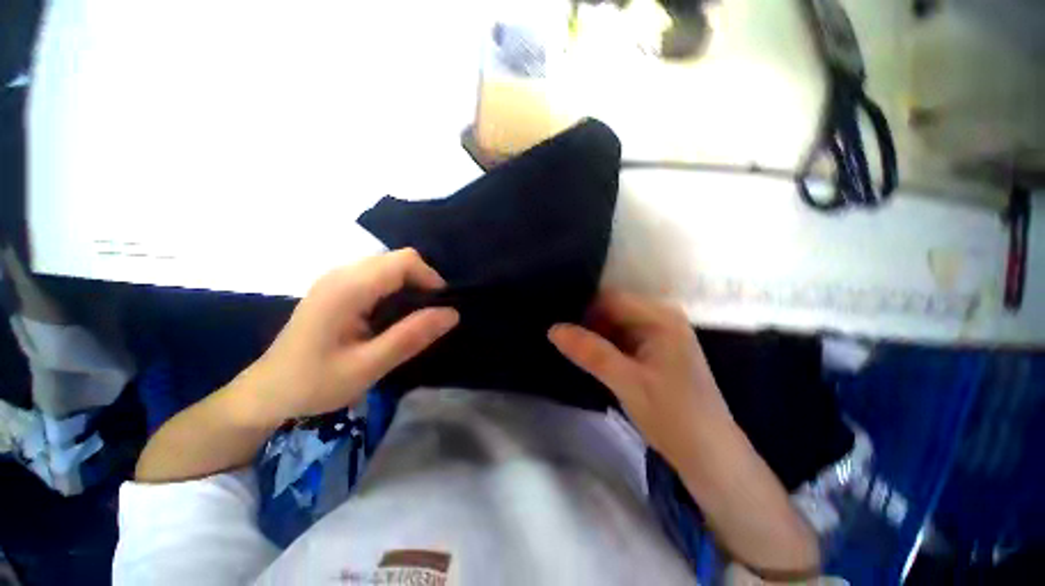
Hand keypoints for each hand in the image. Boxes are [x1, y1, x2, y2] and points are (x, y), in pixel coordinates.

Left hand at [235, 249, 458, 427]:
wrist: (267, 392)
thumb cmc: (314, 383)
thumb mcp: (368, 366)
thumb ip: (410, 336)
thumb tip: (452, 313)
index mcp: (348, 288)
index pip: (404, 261)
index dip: (430, 278)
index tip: (441, 307)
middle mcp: (342, 273)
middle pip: (398, 259)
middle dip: (423, 281)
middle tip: (430, 315)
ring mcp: (337, 278)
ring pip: (389, 266)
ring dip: (410, 285)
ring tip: (415, 317)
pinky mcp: (337, 288)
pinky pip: (378, 276)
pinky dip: (396, 289)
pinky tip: (393, 315)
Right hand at [548, 289, 730, 466]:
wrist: (708, 456)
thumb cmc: (673, 415)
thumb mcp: (627, 382)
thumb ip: (590, 352)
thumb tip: (553, 329)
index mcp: (661, 317)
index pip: (611, 299)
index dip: (584, 309)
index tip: (559, 323)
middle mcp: (661, 318)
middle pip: (613, 310)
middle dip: (587, 323)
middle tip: (559, 337)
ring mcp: (658, 335)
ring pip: (614, 325)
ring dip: (593, 336)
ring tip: (567, 345)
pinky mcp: (654, 351)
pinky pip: (621, 340)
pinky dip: (604, 346)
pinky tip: (586, 356)